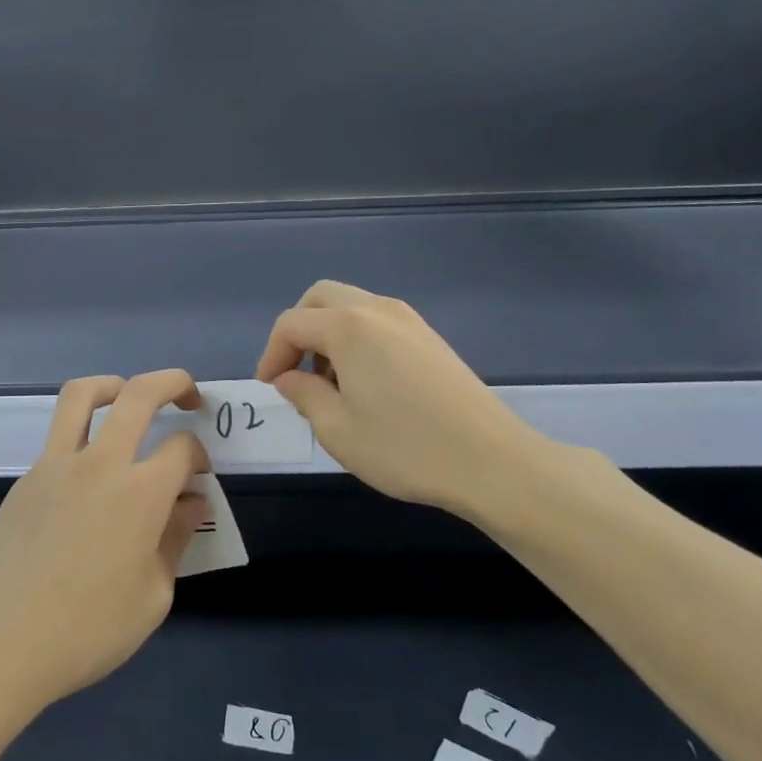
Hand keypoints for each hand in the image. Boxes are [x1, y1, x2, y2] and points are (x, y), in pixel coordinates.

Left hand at [0, 370, 208, 717]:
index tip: (198, 481)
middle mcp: (98, 464)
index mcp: (139, 493)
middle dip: (174, 383)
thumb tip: (190, 502)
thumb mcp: (152, 597)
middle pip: (139, 393)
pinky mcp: (26, 479)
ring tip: (129, 397)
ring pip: (82, 395)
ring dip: (114, 384)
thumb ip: (175, 539)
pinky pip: (59, 437)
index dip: (199, 457)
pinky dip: (83, 434)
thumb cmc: (87, 631)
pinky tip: (90, 477)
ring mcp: (54, 465)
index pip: (182, 447)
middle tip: (189, 396)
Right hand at [255, 280, 551, 515]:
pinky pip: (377, 322)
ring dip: (328, 334)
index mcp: (349, 327)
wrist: (491, 462)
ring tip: (330, 384)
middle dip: (298, 330)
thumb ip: (303, 394)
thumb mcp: (337, 429)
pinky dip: (356, 339)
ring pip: (351, 306)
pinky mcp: (429, 338)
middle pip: (321, 298)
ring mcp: (409, 320)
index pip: (291, 323)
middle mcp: (378, 310)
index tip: (270, 388)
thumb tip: (288, 378)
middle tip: (294, 373)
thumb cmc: (404, 447)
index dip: (271, 354)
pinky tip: (364, 383)